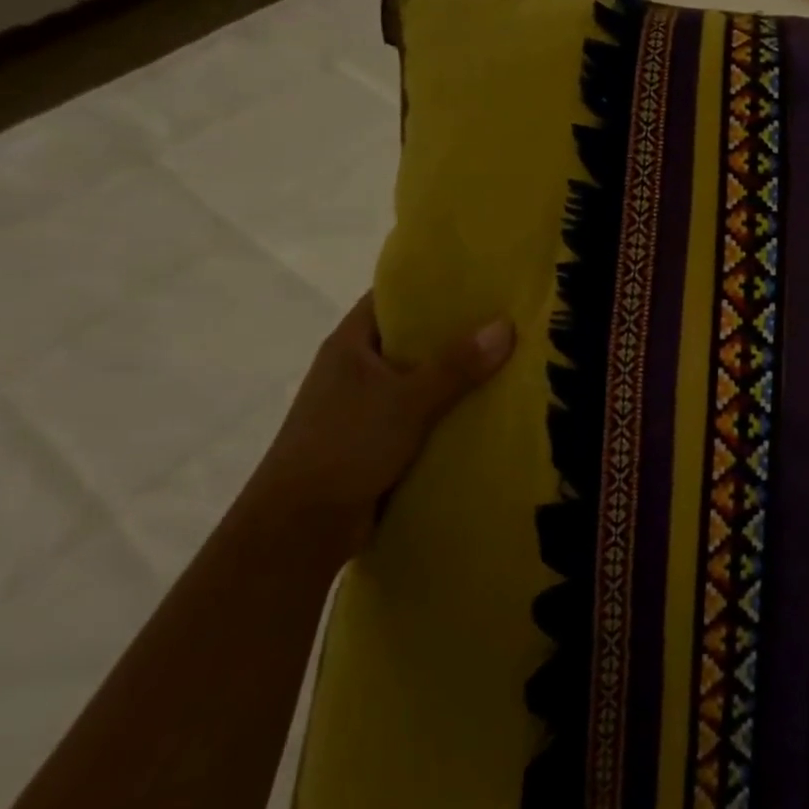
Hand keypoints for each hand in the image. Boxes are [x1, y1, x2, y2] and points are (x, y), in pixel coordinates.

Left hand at [247, 294, 514, 547]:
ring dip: (457, 374)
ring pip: (420, 377)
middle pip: (412, 337)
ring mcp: (364, 405)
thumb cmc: (345, 446)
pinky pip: (422, 413)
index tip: (479, 278)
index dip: (432, 285)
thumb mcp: (407, 400)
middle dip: (456, 331)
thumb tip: (507, 325)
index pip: (393, 297)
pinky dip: (449, 409)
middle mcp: (356, 368)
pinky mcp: (376, 439)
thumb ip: (457, 365)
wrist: (298, 529)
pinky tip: (488, 407)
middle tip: (508, 317)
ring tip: (510, 359)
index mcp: (350, 344)